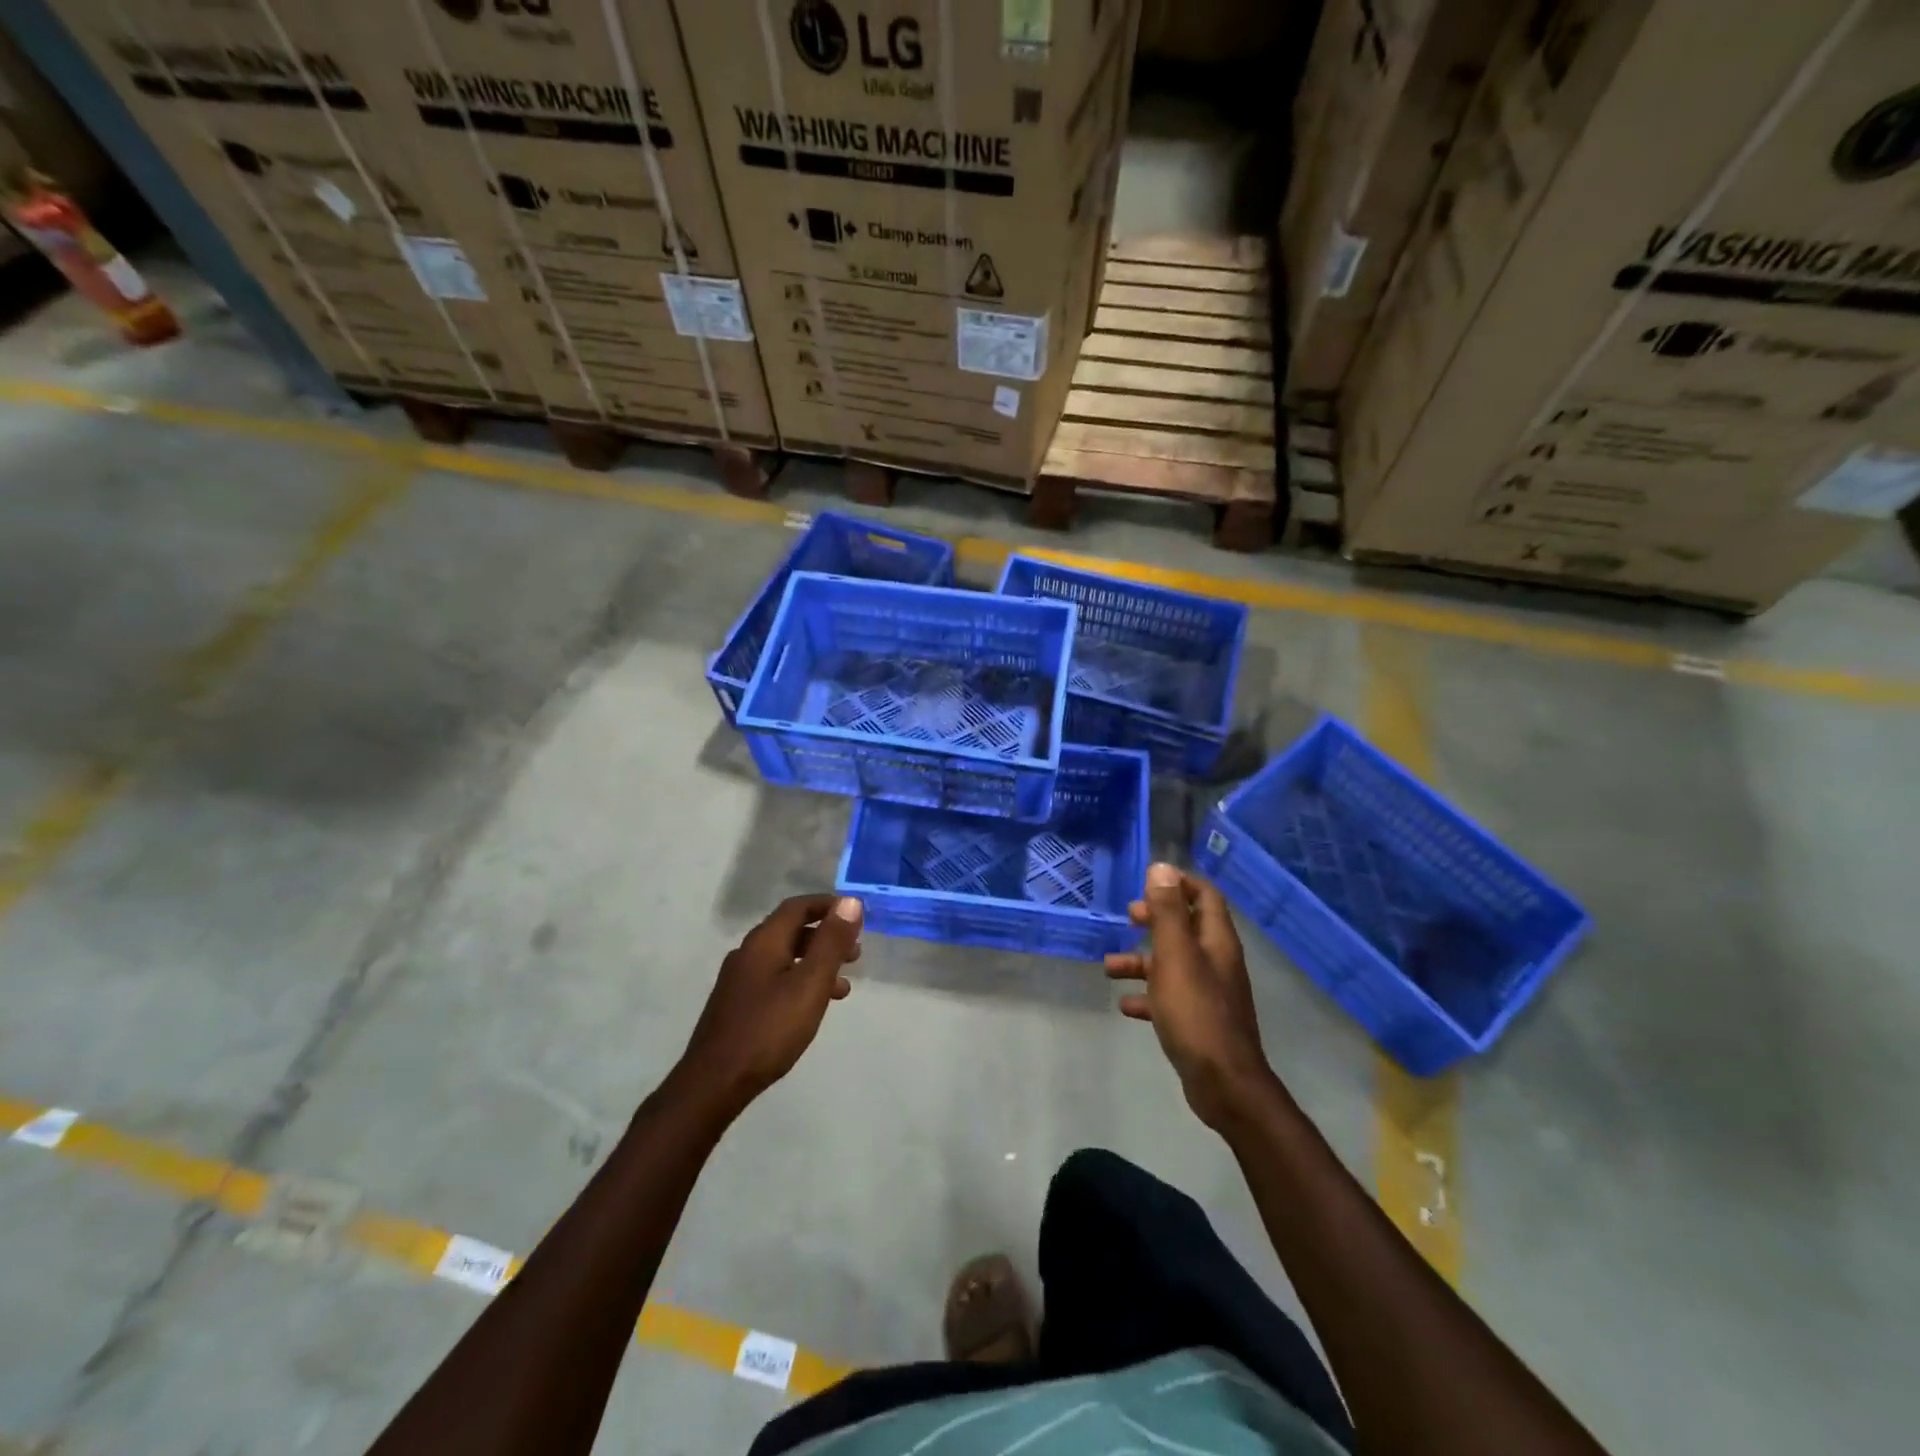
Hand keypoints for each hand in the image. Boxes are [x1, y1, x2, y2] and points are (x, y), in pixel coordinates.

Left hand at [677, 894, 862, 1117]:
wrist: (714, 1083)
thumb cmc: (769, 1029)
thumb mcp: (810, 984)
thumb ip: (831, 942)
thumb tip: (850, 901)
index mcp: (764, 941)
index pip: (798, 906)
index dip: (829, 905)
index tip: (857, 915)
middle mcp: (748, 952)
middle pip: (792, 930)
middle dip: (826, 936)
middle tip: (856, 953)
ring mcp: (740, 980)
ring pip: (785, 957)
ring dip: (816, 963)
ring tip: (843, 986)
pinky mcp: (738, 1004)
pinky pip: (776, 979)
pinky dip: (801, 982)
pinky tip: (812, 1007)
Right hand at [1106, 864, 1275, 1128]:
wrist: (1223, 1082)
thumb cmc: (1195, 1011)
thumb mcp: (1175, 955)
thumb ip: (1167, 911)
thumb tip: (1162, 867)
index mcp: (1216, 941)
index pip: (1205, 896)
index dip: (1179, 884)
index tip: (1148, 883)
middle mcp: (1216, 961)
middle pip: (1187, 927)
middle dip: (1157, 918)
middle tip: (1129, 916)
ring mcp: (1209, 993)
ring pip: (1173, 964)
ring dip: (1142, 960)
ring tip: (1109, 966)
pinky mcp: (1198, 1021)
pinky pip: (1169, 998)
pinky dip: (1147, 996)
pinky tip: (1125, 1004)